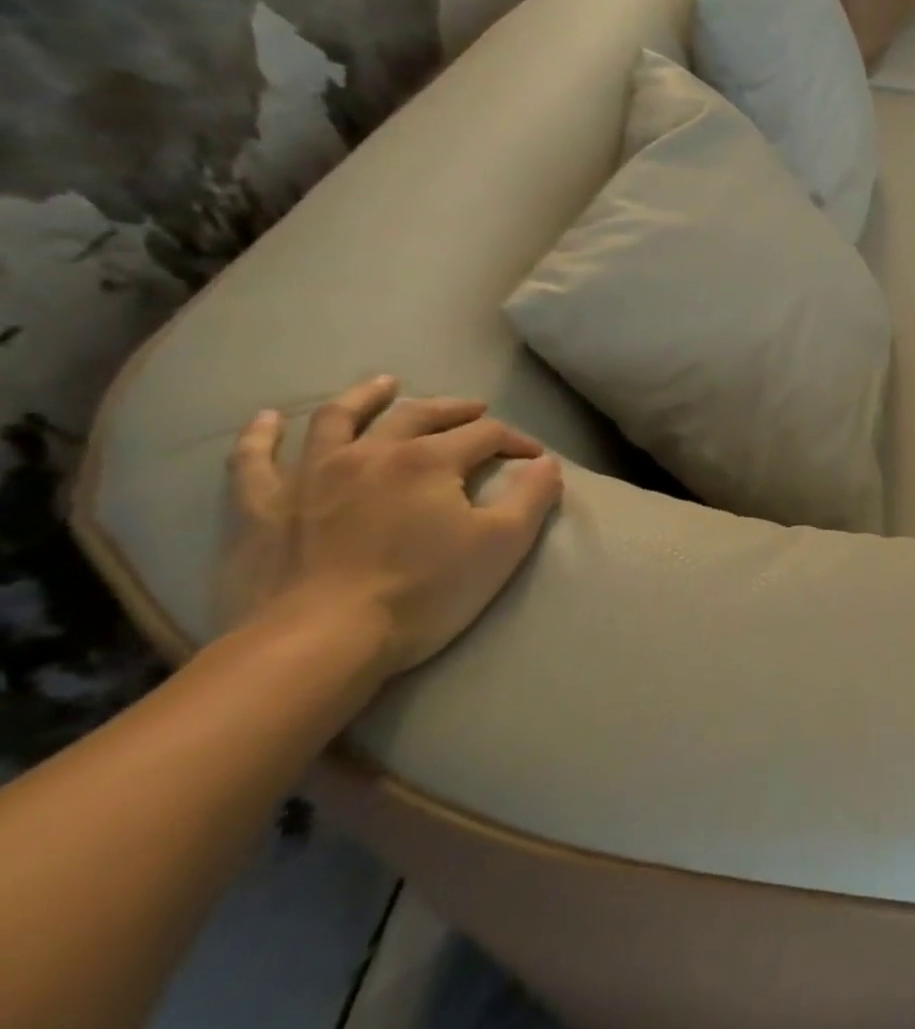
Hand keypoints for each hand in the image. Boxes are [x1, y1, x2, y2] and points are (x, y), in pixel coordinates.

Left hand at [222, 375, 562, 680]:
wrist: (316, 644)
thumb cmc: (422, 592)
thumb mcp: (502, 545)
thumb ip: (533, 497)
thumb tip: (546, 462)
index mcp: (429, 460)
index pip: (486, 434)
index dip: (516, 442)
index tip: (534, 459)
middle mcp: (371, 452)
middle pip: (419, 414)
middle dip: (454, 409)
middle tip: (475, 409)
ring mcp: (309, 475)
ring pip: (339, 419)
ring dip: (365, 397)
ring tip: (383, 384)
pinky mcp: (262, 507)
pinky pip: (253, 460)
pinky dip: (261, 435)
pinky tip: (268, 418)